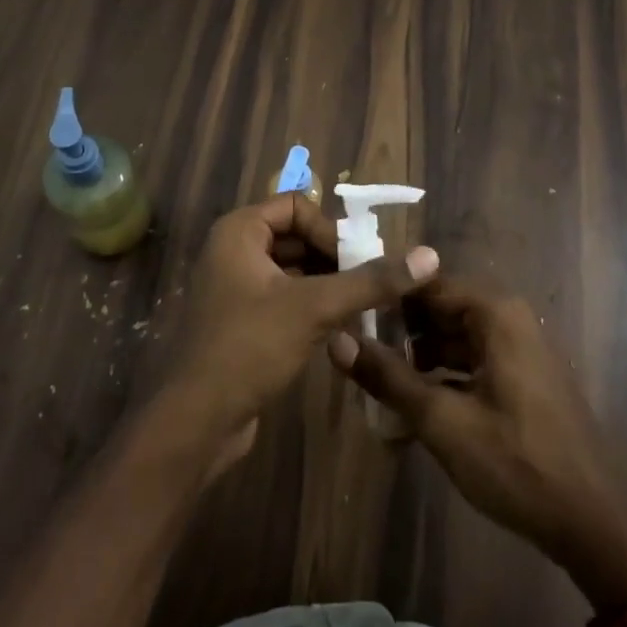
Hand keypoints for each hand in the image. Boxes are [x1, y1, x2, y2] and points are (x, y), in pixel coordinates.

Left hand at [161, 195, 438, 463]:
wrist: (197, 420)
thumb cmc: (249, 346)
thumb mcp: (314, 308)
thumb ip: (370, 281)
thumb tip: (429, 256)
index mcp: (239, 231)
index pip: (296, 205)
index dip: (329, 230)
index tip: (355, 264)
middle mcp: (233, 250)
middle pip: (295, 236)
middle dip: (333, 258)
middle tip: (366, 286)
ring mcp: (234, 287)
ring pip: (292, 270)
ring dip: (326, 284)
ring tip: (359, 308)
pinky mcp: (241, 321)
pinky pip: (283, 298)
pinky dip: (311, 306)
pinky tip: (338, 330)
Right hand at [328, 279, 626, 599]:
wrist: (596, 524)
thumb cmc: (517, 463)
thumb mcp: (442, 421)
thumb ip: (387, 377)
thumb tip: (336, 341)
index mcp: (494, 313)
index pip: (425, 282)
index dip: (385, 297)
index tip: (348, 316)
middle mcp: (508, 318)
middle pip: (439, 310)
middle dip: (399, 333)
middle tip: (358, 356)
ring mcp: (519, 349)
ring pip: (453, 339)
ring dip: (417, 360)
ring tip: (378, 387)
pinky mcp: (523, 379)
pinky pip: (471, 363)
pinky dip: (442, 379)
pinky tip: (413, 411)